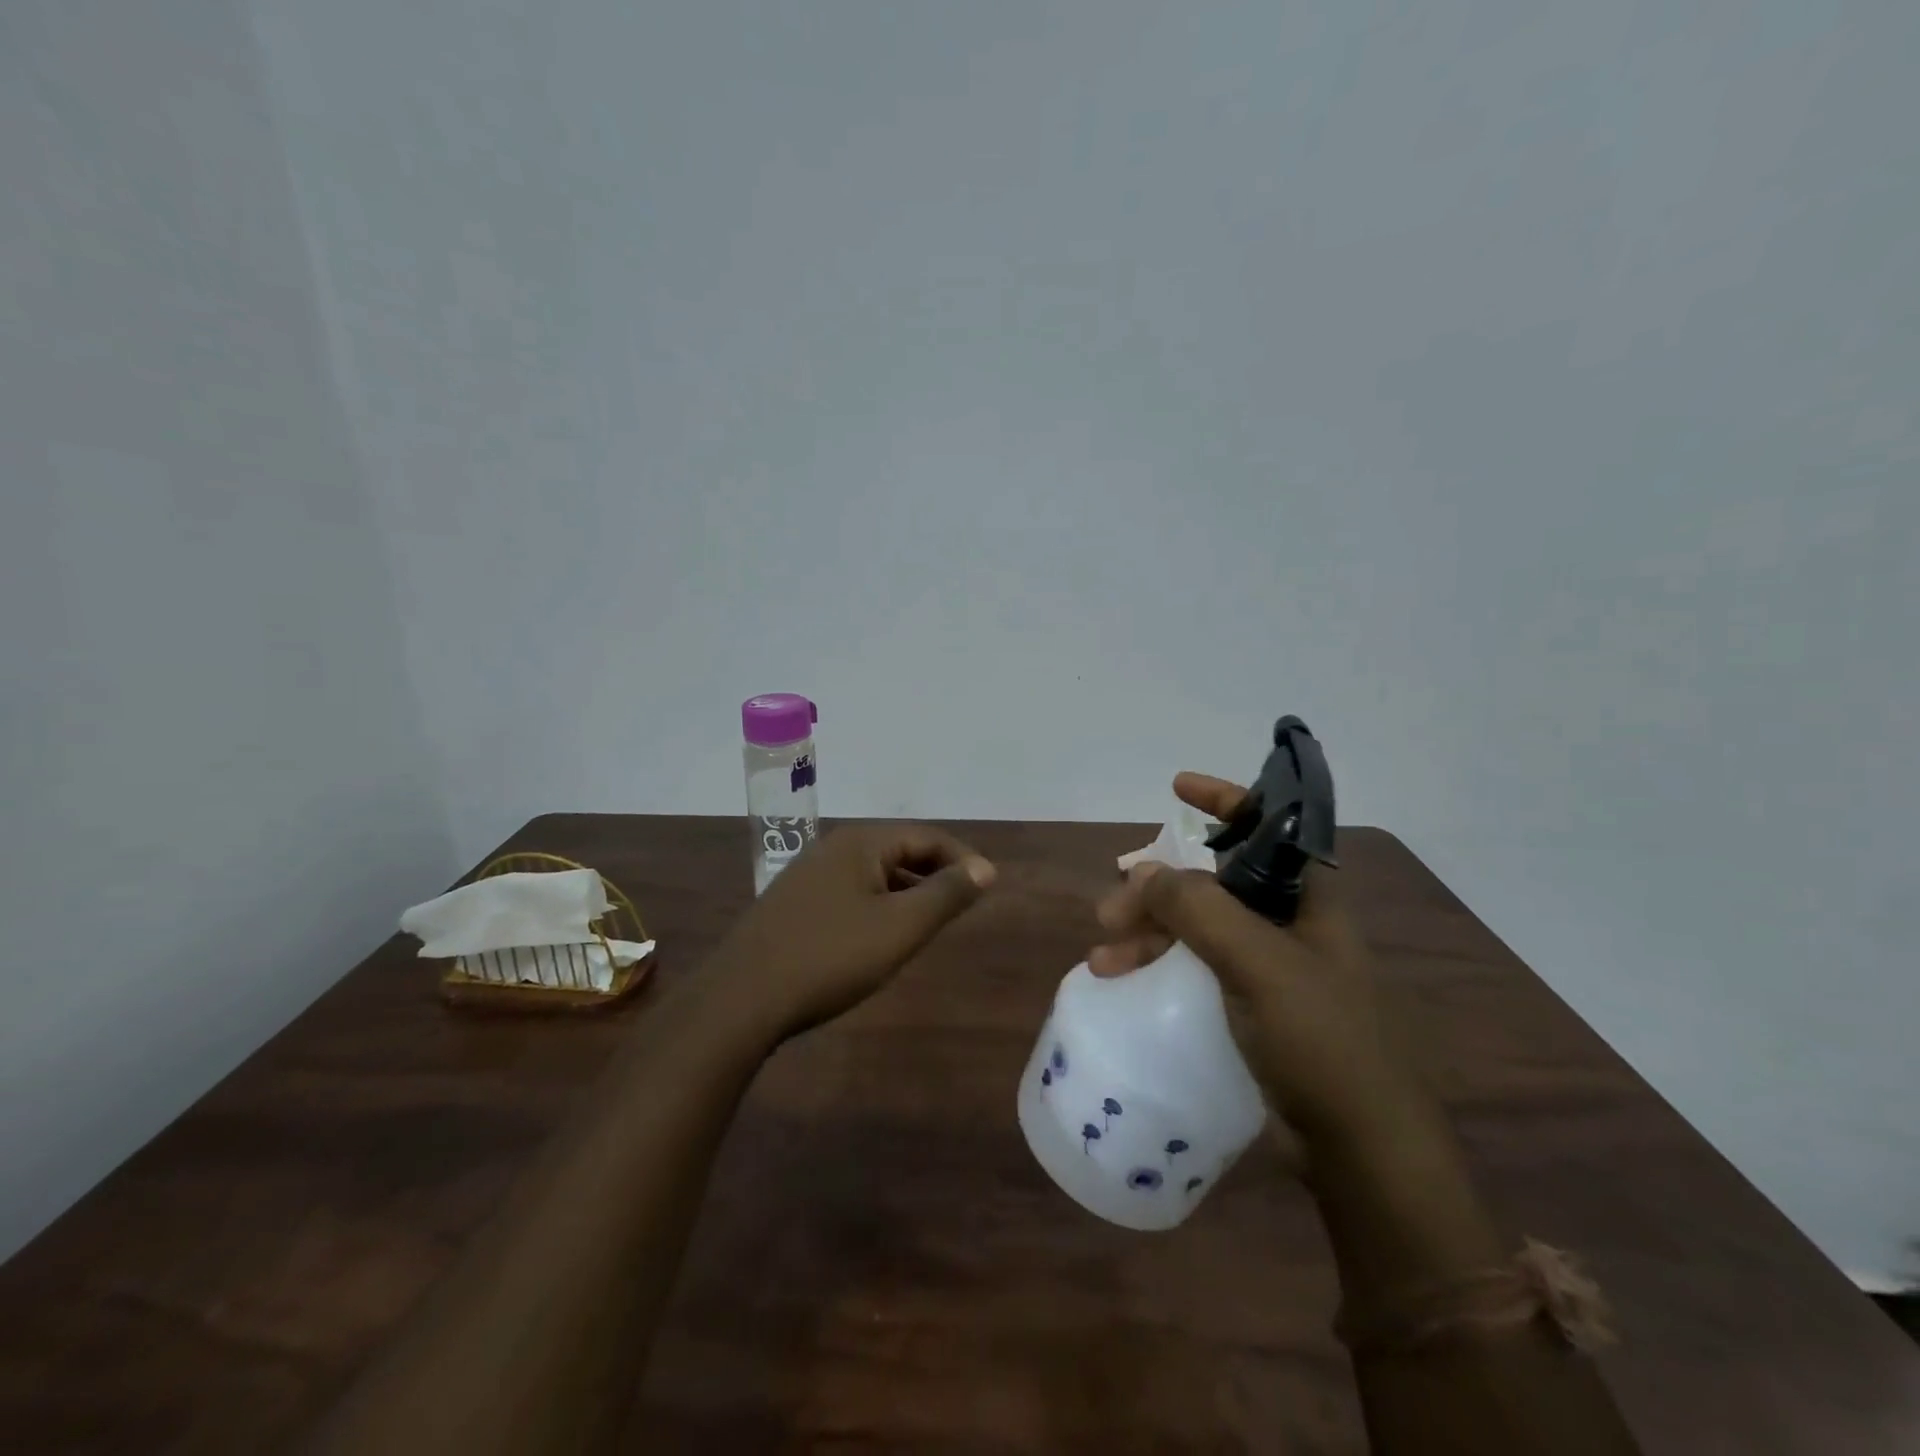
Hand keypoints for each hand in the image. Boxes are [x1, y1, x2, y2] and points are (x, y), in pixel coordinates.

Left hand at [708, 824, 996, 1038]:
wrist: (741, 999)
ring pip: (873, 874)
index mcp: (860, 842)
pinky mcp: (793, 905)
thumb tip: (984, 868)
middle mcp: (833, 847)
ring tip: (928, 924)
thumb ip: (946, 895)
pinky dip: (877, 906)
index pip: (926, 836)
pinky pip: (850, 893)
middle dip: (934, 875)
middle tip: (962, 906)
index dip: (962, 860)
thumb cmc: (830, 957)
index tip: (987, 889)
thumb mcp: (900, 927)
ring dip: (906, 892)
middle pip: (898, 851)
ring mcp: (807, 875)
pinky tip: (879, 938)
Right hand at [1090, 773, 1419, 1142]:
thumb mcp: (1259, 964)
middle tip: (1110, 913)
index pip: (1267, 829)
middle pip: (1213, 883)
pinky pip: (1196, 968)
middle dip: (1157, 889)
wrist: (1360, 1151)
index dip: (1226, 800)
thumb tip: (1142, 871)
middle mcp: (1288, 925)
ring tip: (1102, 960)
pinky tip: (1123, 981)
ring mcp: (1269, 968)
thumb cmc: (1322, 1042)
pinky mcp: (1252, 1009)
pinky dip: (1159, 967)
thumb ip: (1200, 909)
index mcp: (1307, 900)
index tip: (1177, 787)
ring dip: (1148, 933)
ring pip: (1197, 928)